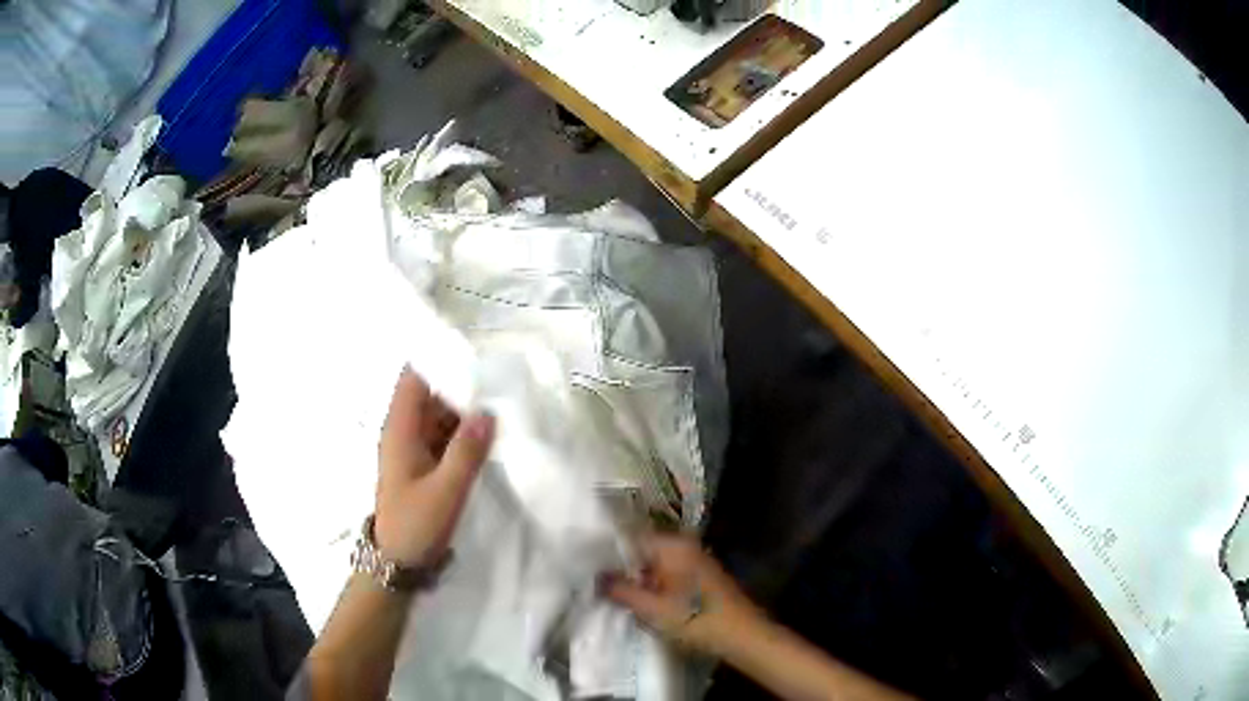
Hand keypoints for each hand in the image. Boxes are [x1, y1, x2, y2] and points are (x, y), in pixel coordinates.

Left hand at [374, 368, 493, 566]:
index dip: (439, 362)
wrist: (398, 563)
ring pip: (439, 415)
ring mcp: (413, 448)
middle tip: (500, 380)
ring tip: (502, 402)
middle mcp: (404, 432)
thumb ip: (467, 450)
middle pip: (430, 394)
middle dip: (460, 386)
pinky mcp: (423, 464)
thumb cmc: (415, 524)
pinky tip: (490, 433)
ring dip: (465, 410)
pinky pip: (444, 437)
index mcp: (400, 430)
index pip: (414, 379)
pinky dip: (463, 432)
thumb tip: (488, 411)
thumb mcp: (445, 490)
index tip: (475, 356)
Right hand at [603, 534, 765, 656]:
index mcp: (673, 545)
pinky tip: (638, 600)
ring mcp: (694, 561)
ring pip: (654, 564)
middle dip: (620, 565)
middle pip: (643, 550)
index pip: (631, 535)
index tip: (587, 561)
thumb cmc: (696, 618)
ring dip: (636, 577)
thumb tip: (595, 577)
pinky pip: (667, 574)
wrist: (742, 636)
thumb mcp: (651, 608)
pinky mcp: (699, 578)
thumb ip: (620, 590)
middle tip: (594, 580)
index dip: (607, 548)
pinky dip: (652, 584)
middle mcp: (684, 546)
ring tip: (610, 591)